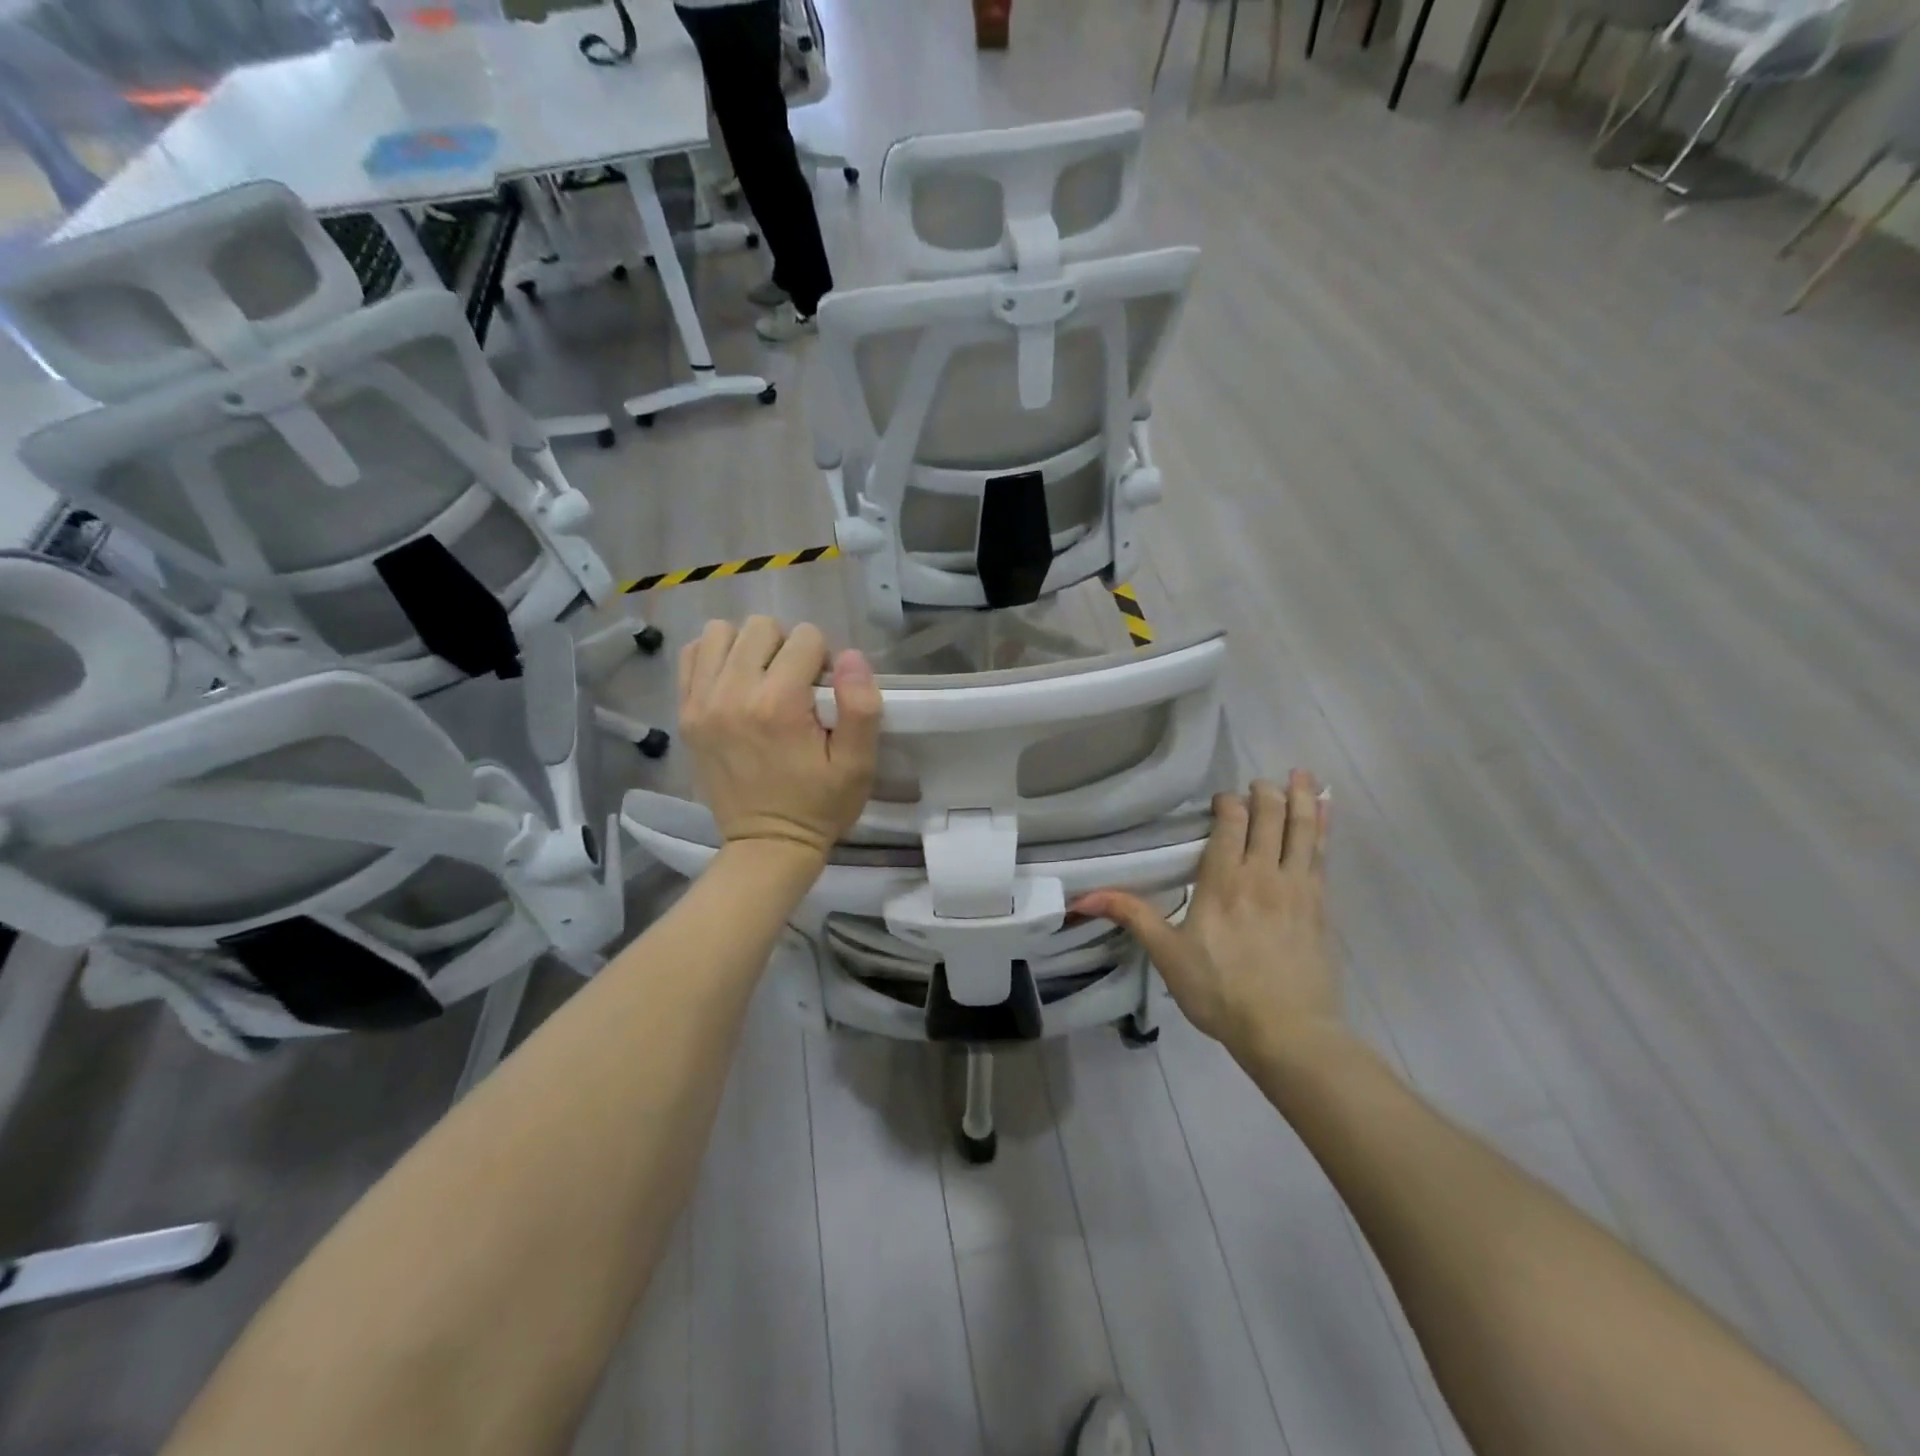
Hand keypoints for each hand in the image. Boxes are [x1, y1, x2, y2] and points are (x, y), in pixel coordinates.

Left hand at [678, 617, 881, 861]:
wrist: (767, 844)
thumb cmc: (820, 804)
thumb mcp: (858, 763)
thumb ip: (861, 706)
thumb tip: (849, 655)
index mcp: (778, 704)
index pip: (805, 637)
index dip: (823, 659)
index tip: (823, 694)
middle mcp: (733, 694)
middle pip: (760, 626)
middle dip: (786, 647)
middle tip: (795, 685)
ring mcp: (701, 703)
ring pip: (721, 633)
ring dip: (748, 647)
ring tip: (762, 679)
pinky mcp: (685, 714)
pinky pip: (692, 656)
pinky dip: (716, 658)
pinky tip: (735, 683)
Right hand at [1074, 772, 1336, 1064]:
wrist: (1289, 1031)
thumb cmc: (1220, 991)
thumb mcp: (1168, 955)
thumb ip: (1132, 916)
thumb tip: (1084, 895)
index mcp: (1224, 881)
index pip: (1230, 823)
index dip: (1227, 803)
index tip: (1221, 800)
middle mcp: (1263, 874)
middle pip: (1268, 817)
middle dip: (1263, 793)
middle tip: (1259, 781)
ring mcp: (1298, 888)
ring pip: (1301, 829)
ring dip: (1299, 798)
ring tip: (1300, 772)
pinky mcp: (1321, 905)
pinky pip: (1322, 854)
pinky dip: (1323, 827)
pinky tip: (1325, 812)